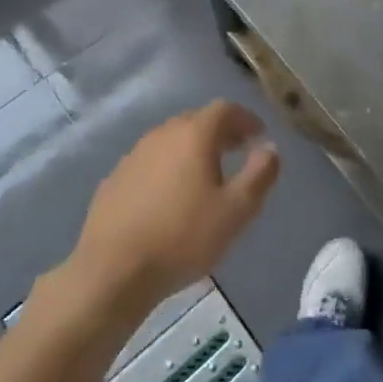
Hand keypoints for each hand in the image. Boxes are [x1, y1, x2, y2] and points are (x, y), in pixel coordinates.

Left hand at [68, 101, 280, 312]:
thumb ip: (260, 174)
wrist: (112, 271)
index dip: (246, 119)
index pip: (225, 109)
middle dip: (221, 132)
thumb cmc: (183, 237)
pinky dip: (167, 168)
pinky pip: (150, 162)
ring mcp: (134, 155)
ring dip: (192, 149)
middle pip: (197, 121)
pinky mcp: (115, 179)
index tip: (259, 136)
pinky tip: (170, 197)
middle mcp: (163, 134)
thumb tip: (270, 148)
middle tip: (237, 151)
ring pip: (171, 140)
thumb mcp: (236, 211)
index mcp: (194, 134)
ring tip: (206, 175)